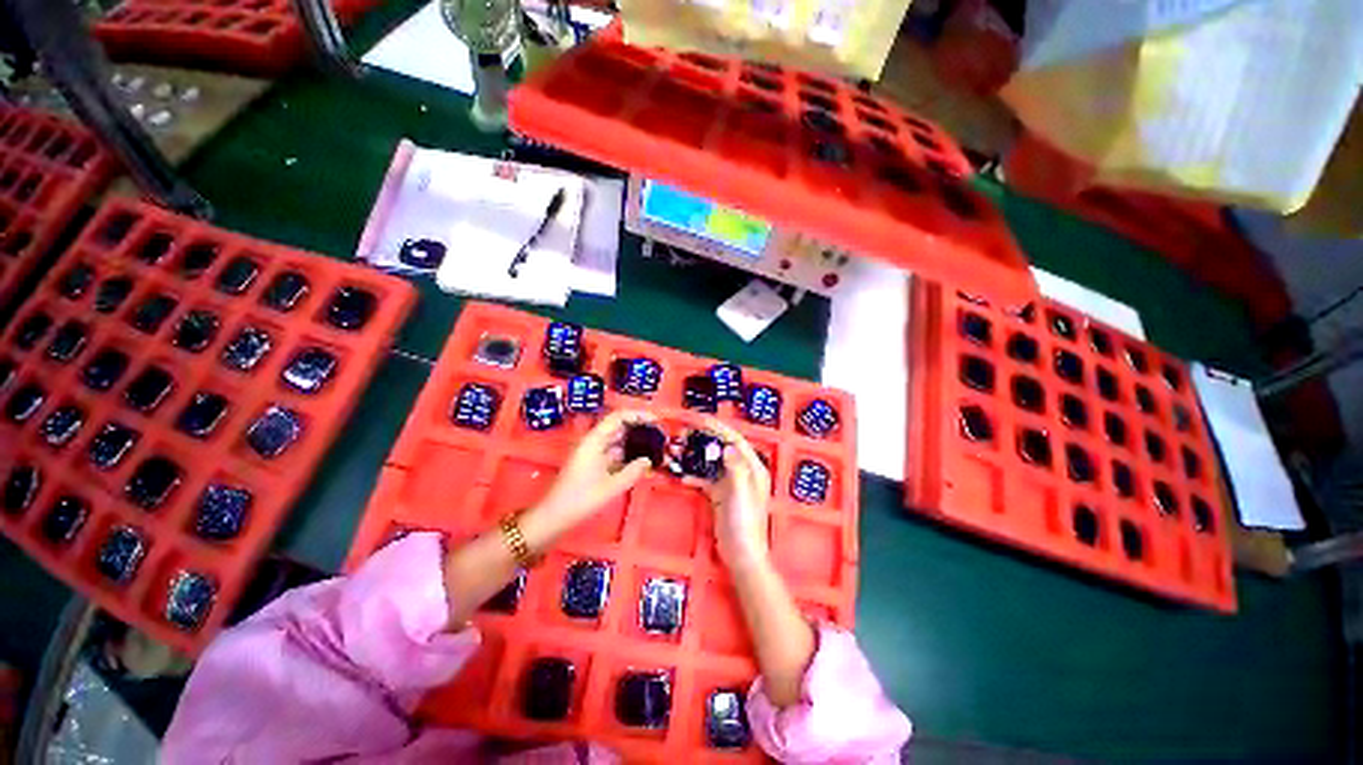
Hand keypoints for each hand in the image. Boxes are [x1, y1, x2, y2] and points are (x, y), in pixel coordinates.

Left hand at [531, 409, 654, 536]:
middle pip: (620, 426)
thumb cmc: (580, 499)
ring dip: (636, 442)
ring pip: (618, 440)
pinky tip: (642, 462)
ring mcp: (593, 453)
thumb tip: (648, 460)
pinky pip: (615, 452)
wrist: (554, 516)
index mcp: (594, 441)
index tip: (656, 421)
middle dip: (640, 428)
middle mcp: (594, 442)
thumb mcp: (611, 487)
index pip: (618, 417)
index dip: (638, 415)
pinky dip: (628, 454)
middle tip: (660, 436)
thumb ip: (633, 471)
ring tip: (655, 447)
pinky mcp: (594, 463)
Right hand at [684, 418, 771, 569]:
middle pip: (722, 448)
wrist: (741, 554)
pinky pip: (705, 479)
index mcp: (753, 469)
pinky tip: (682, 475)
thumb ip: (735, 468)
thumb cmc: (745, 523)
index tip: (701, 420)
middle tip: (687, 432)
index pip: (735, 440)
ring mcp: (730, 484)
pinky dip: (694, 475)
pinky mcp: (720, 495)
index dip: (719, 428)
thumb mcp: (741, 493)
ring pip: (712, 462)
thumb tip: (727, 446)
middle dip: (706, 438)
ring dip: (698, 455)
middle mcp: (742, 472)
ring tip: (681, 448)